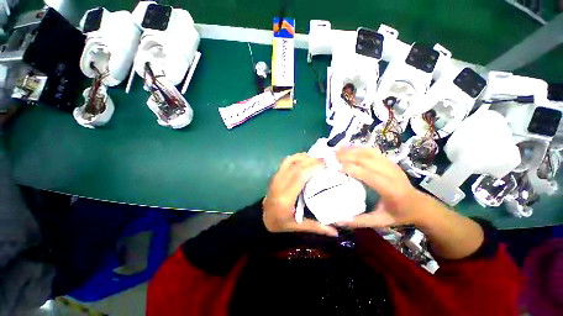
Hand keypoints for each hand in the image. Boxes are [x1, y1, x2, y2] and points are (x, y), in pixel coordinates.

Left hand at [263, 153, 338, 236]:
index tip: (326, 164)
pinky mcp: (275, 175)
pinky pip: (285, 162)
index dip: (313, 167)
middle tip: (325, 160)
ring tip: (315, 159)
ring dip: (303, 157)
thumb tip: (336, 232)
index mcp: (285, 198)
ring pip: (289, 161)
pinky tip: (304, 160)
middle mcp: (279, 185)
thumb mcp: (298, 227)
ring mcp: (275, 178)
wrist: (263, 218)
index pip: (299, 177)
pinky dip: (296, 158)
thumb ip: (316, 227)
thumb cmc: (280, 223)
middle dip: (311, 161)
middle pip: (296, 166)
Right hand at [335, 146, 422, 227]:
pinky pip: (373, 151)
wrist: (419, 205)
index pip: (368, 175)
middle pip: (367, 160)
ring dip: (352, 150)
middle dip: (348, 156)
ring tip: (337, 150)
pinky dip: (359, 148)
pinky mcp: (389, 161)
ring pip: (369, 153)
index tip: (335, 167)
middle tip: (332, 156)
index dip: (351, 169)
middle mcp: (391, 173)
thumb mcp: (380, 222)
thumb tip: (338, 221)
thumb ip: (359, 221)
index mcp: (390, 189)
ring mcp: (391, 165)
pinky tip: (349, 147)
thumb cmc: (398, 214)